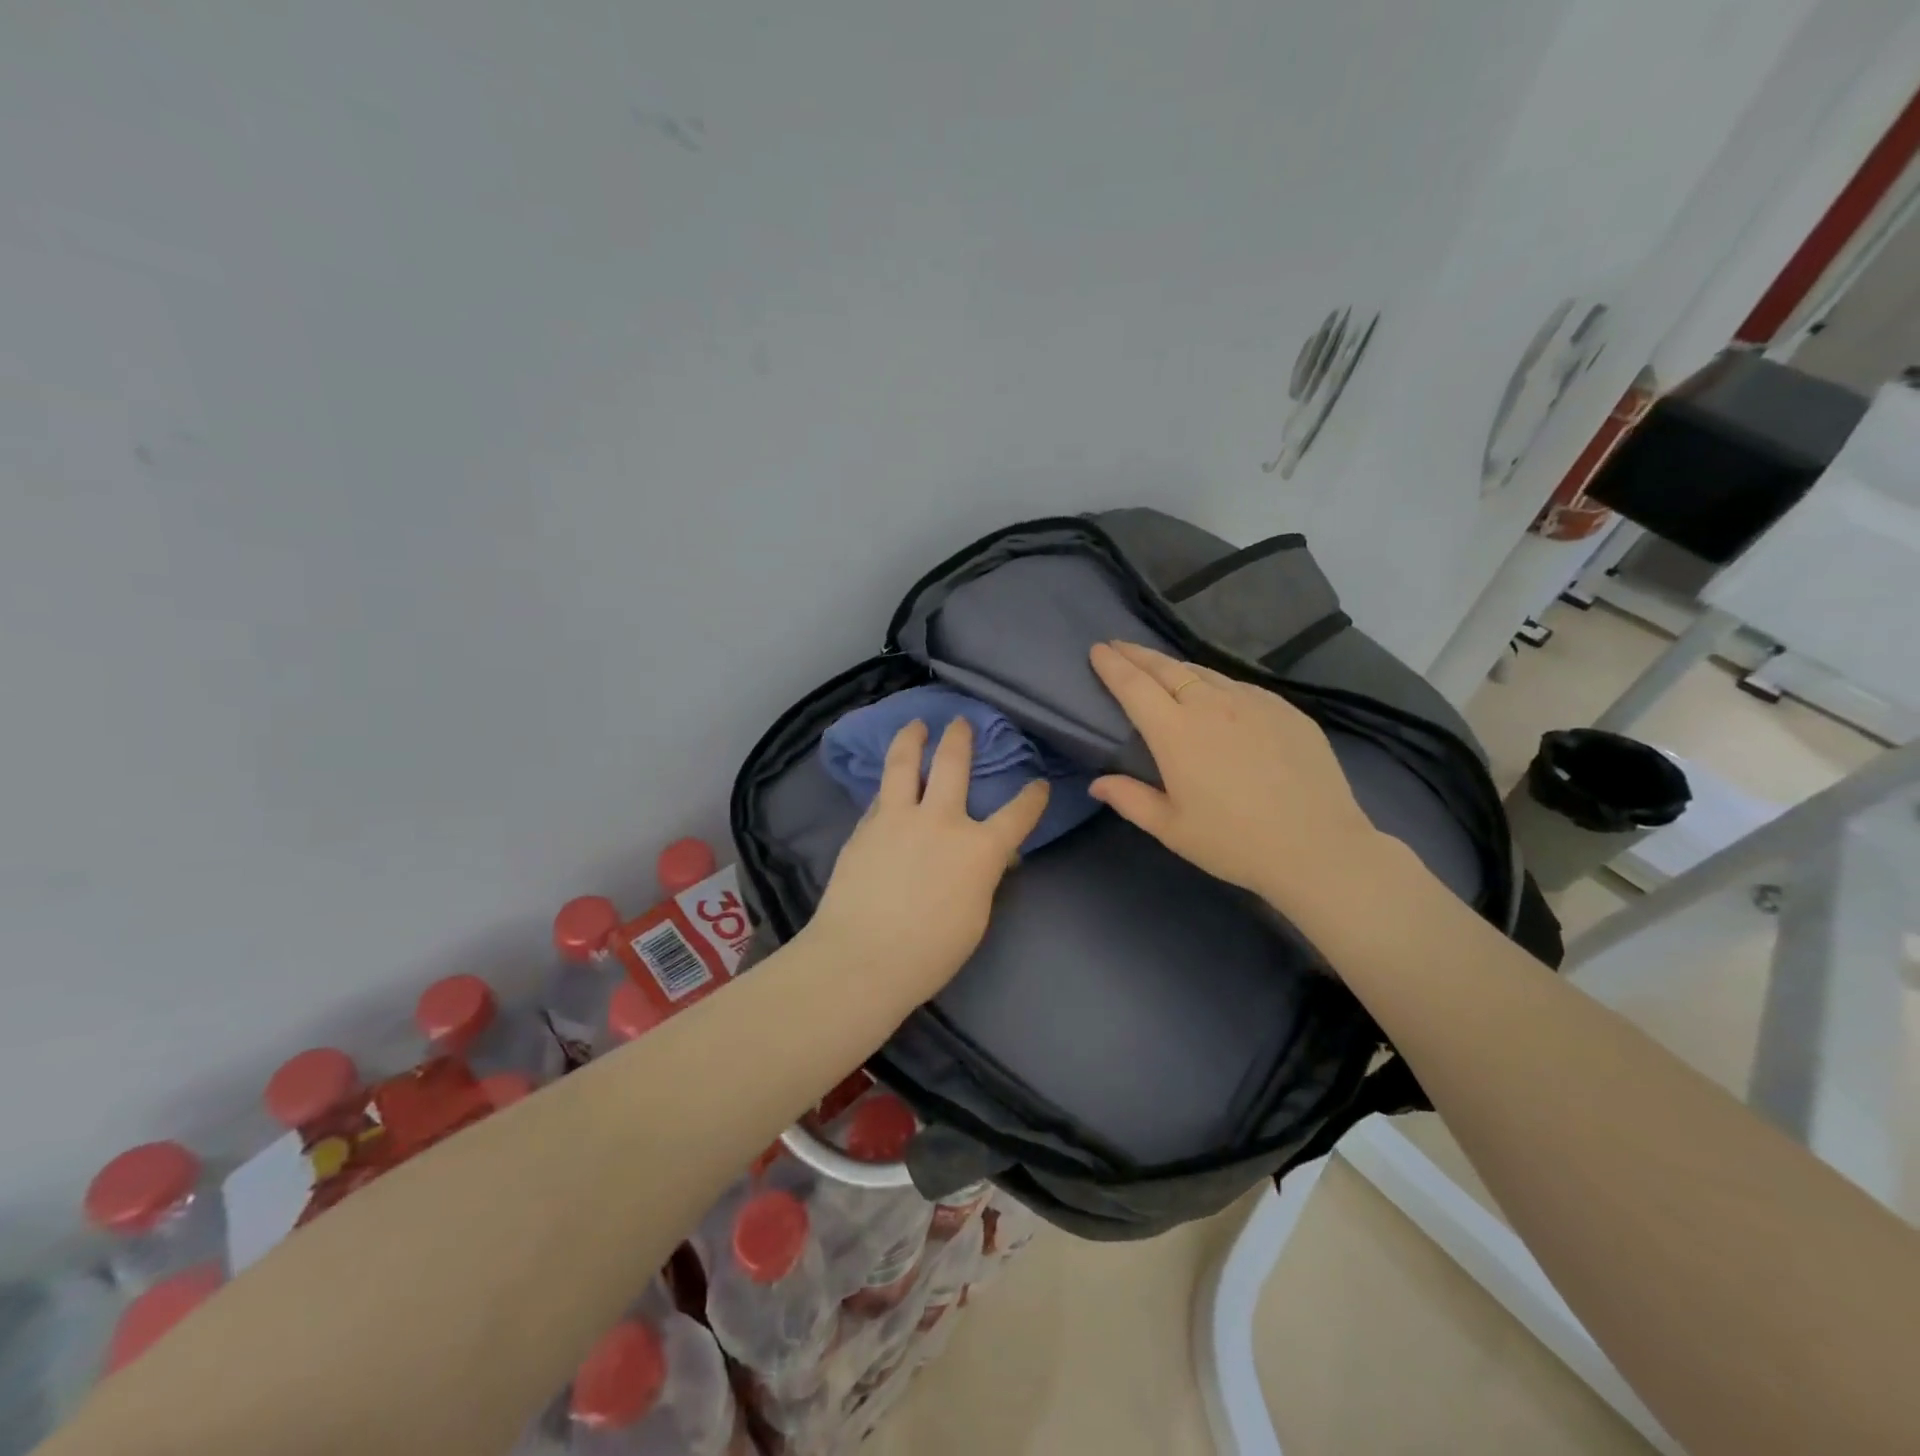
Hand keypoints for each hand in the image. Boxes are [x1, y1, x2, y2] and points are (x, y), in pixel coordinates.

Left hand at [806, 717, 1049, 1006]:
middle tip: (960, 721)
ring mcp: (898, 818)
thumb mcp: (974, 917)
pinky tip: (888, 780)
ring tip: (916, 724)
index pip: (1017, 814)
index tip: (1039, 783)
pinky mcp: (865, 827)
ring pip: (904, 763)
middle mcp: (941, 821)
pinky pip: (881, 794)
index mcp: (979, 849)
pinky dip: (890, 781)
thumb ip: (982, 878)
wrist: (861, 958)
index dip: (1032, 797)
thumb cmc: (929, 952)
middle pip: (953, 764)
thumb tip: (989, 858)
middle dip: (960, 738)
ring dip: (912, 738)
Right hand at [1087, 640, 1387, 913]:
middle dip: (1137, 654)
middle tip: (1118, 645)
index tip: (1098, 649)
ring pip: (1204, 673)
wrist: (1317, 846)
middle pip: (1166, 668)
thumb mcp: (1171, 829)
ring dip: (1175, 666)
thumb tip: (1097, 783)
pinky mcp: (1285, 709)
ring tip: (1160, 666)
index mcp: (1175, 732)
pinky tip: (1216, 693)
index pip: (1134, 686)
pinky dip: (1215, 682)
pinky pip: (1239, 686)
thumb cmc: (1233, 842)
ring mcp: (1253, 702)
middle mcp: (1211, 705)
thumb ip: (1130, 799)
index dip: (1112, 665)